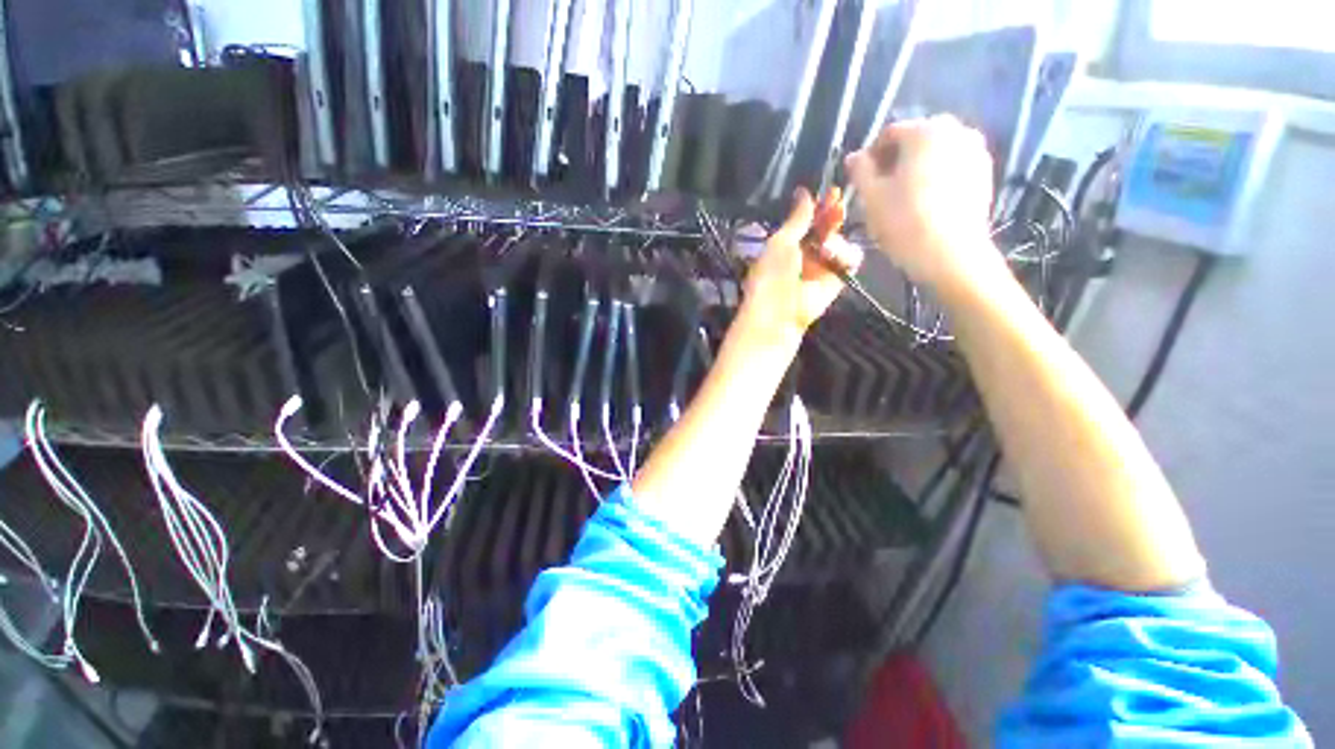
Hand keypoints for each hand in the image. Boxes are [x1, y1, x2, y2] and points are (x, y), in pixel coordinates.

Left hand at [735, 188, 862, 348]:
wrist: (780, 313)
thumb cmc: (772, 275)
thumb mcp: (780, 242)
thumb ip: (797, 219)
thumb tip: (804, 192)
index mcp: (786, 244)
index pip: (807, 221)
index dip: (819, 207)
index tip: (831, 192)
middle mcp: (806, 253)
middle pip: (827, 228)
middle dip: (832, 216)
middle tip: (837, 206)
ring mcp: (823, 266)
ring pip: (840, 241)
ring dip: (835, 239)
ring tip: (826, 246)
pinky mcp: (838, 279)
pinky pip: (850, 259)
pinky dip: (846, 255)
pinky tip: (834, 257)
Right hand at [845, 116, 1005, 301]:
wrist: (949, 254)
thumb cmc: (903, 222)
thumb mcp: (871, 196)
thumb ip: (861, 170)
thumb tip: (854, 156)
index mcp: (924, 131)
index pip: (890, 133)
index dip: (871, 155)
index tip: (861, 179)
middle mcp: (955, 131)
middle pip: (917, 138)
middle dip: (897, 158)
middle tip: (882, 186)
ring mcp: (975, 150)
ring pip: (937, 151)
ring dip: (918, 165)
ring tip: (904, 194)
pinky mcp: (985, 173)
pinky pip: (954, 165)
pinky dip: (938, 174)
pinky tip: (926, 200)